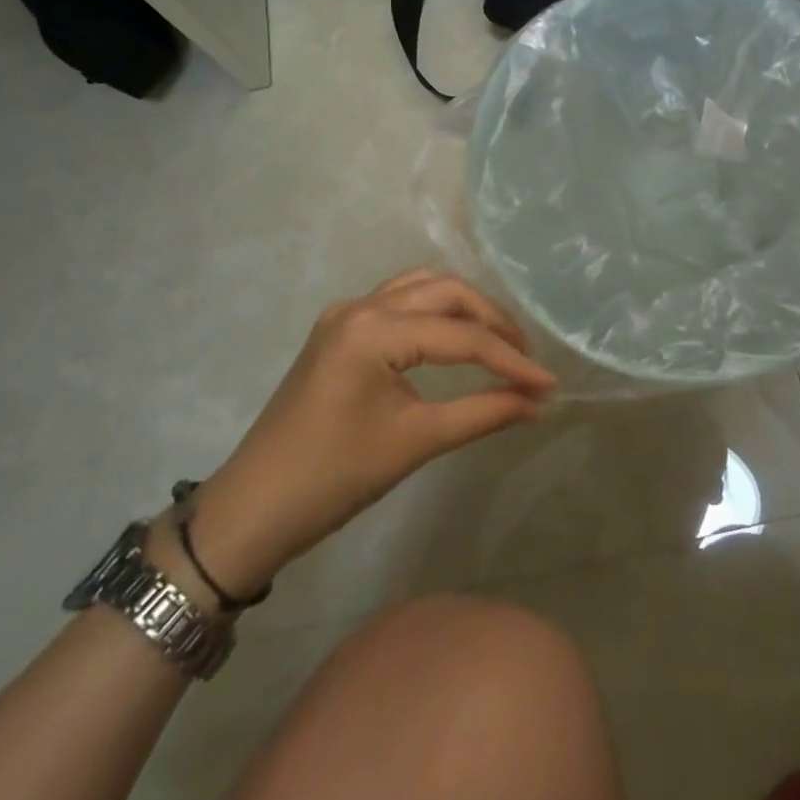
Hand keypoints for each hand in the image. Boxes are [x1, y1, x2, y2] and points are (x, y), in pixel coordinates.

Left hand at [182, 271, 555, 595]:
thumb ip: (483, 413)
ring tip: (498, 344)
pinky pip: (400, 301)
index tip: (548, 384)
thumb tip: (538, 402)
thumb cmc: (332, 479)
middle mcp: (359, 306)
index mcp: (373, 329)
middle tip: (526, 358)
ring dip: (465, 310)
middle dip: (492, 322)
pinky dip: (435, 312)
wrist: (251, 511)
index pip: (460, 336)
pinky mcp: (340, 329)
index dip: (510, 360)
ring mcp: (346, 313)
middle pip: (445, 293)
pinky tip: (454, 337)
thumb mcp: (414, 442)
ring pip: (423, 288)